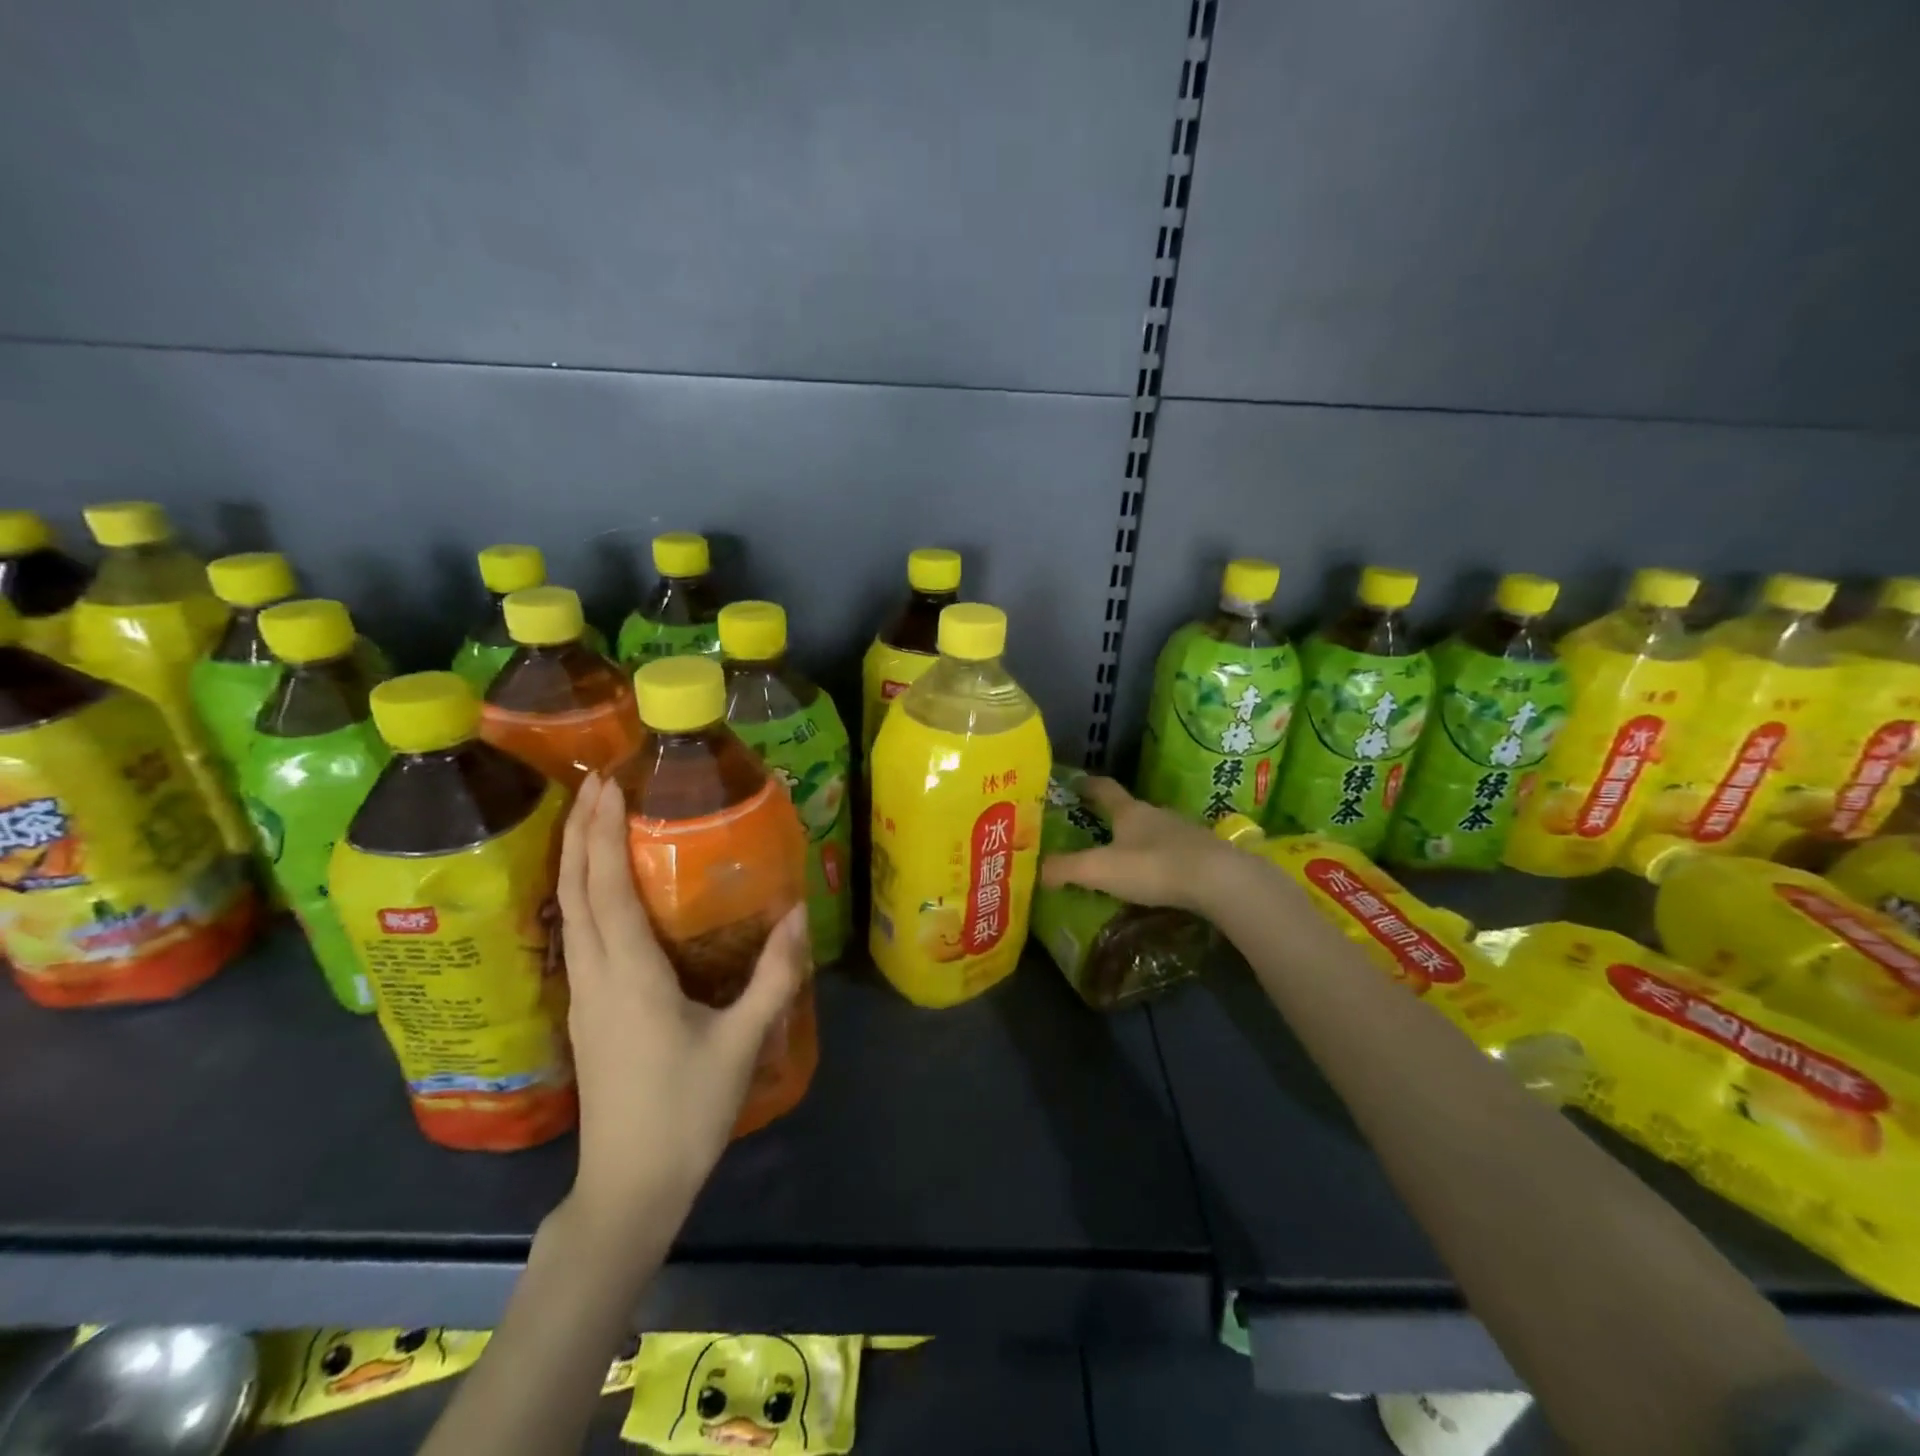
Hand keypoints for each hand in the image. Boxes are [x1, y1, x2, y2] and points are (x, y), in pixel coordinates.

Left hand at [556, 773, 807, 1232]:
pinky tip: (598, 889)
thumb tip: (799, 913)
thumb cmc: (685, 1112)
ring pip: (567, 912)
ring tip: (591, 820)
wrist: (629, 1187)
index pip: (605, 888)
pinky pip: (575, 935)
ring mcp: (582, 995)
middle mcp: (595, 975)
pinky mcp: (585, 1011)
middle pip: (574, 890)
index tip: (609, 785)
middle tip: (597, 783)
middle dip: (580, 831)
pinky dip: (580, 895)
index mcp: (629, 976)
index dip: (601, 833)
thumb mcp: (741, 1042)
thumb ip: (773, 976)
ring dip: (574, 860)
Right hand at [1037, 776, 1250, 914]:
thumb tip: (1037, 870)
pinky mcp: (1204, 854)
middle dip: (1113, 817)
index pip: (1104, 789)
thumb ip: (1066, 869)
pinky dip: (1161, 859)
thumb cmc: (1154, 867)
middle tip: (1095, 828)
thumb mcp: (1100, 869)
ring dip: (1139, 840)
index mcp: (1130, 812)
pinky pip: (1174, 852)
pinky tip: (1157, 877)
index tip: (1075, 783)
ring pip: (1154, 831)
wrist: (1220, 881)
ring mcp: (1184, 833)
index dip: (1088, 785)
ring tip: (1124, 857)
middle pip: (1131, 810)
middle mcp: (1157, 814)